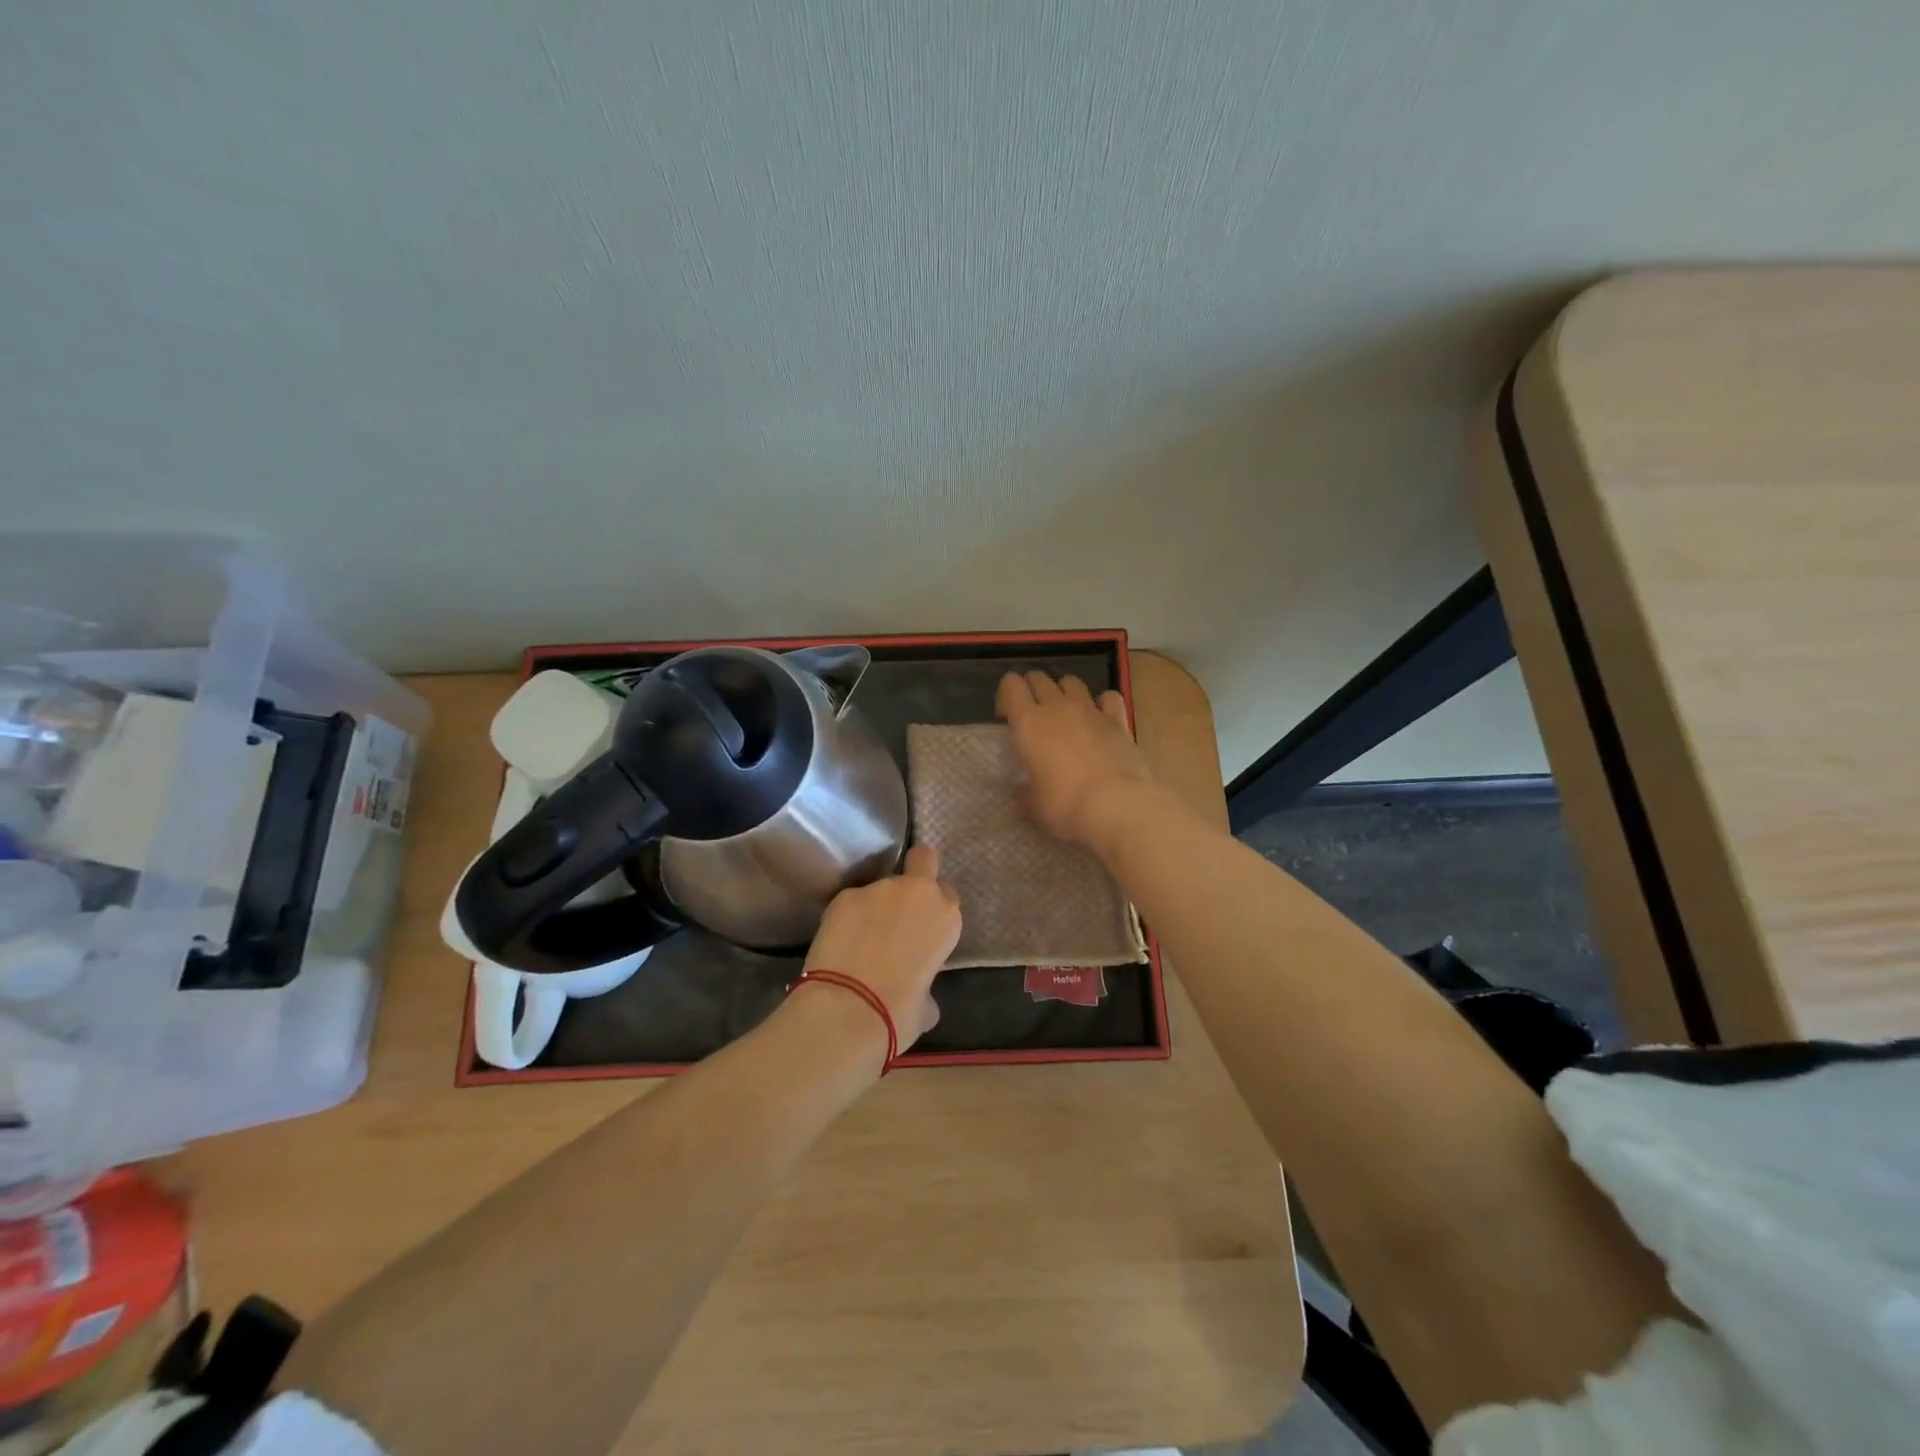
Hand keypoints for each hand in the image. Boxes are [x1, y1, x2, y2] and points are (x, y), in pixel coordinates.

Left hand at [796, 844, 960, 1052]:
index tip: (923, 926)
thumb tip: (921, 996)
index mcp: (945, 917)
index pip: (947, 894)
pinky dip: (847, 917)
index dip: (934, 908)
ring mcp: (878, 889)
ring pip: (881, 887)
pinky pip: (851, 902)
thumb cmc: (899, 1012)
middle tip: (900, 907)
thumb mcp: (926, 1006)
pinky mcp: (844, 895)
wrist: (848, 1009)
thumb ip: (927, 987)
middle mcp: (917, 892)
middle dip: (916, 872)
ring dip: (875, 905)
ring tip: (860, 937)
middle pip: (922, 860)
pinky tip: (838, 942)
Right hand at [995, 671, 1152, 848]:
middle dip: (1032, 690)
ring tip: (1065, 715)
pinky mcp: (1118, 720)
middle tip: (1033, 717)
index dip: (1006, 696)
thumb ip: (1024, 792)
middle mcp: (1057, 707)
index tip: (1007, 719)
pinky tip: (1101, 718)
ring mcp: (1090, 710)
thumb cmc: (1065, 805)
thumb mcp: (1033, 805)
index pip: (1010, 685)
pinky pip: (1108, 697)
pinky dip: (1102, 703)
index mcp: (1028, 723)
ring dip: (1064, 691)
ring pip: (1071, 681)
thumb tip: (1022, 792)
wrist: (1116, 805)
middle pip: (1039, 678)